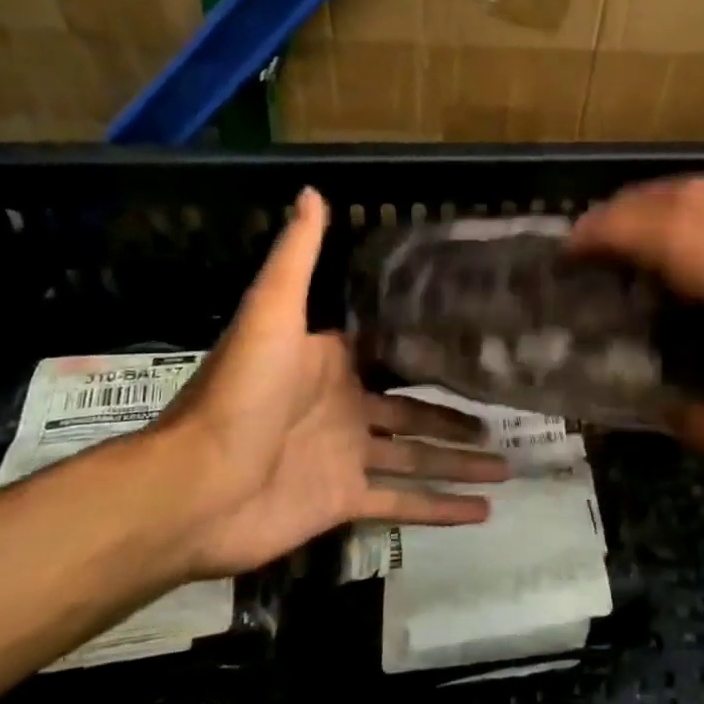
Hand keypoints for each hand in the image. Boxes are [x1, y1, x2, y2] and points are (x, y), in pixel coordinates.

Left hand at [147, 188, 506, 577]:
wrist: (195, 488)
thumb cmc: (241, 394)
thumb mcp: (272, 313)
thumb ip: (298, 257)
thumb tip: (313, 191)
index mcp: (332, 363)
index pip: (392, 352)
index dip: (431, 349)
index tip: (476, 343)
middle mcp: (345, 408)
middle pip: (415, 410)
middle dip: (457, 415)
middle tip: (505, 414)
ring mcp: (346, 458)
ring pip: (418, 458)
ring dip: (460, 462)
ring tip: (509, 466)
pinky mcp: (344, 502)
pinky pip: (403, 503)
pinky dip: (441, 508)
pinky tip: (483, 512)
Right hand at [571, 177, 703, 520]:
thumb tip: (653, 406)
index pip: (678, 235)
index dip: (614, 231)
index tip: (571, 250)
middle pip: (697, 197)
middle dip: (630, 208)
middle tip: (587, 244)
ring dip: (665, 208)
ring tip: (625, 246)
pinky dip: (702, 223)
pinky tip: (689, 265)